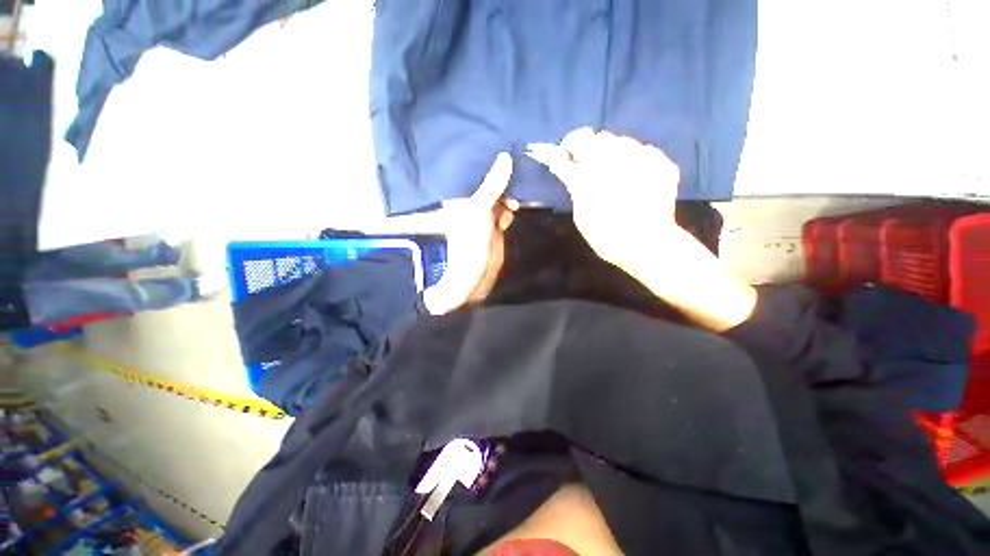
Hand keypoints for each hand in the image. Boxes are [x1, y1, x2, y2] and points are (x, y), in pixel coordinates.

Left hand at [423, 153, 518, 314]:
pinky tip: (514, 211)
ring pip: (499, 197)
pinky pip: (505, 211)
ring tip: (518, 196)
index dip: (489, 165)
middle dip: (504, 182)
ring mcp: (483, 216)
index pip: (475, 173)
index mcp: (460, 197)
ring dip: (509, 196)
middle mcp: (470, 204)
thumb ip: (493, 185)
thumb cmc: (469, 241)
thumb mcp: (479, 208)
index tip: (507, 156)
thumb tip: (505, 157)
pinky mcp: (494, 227)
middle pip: (489, 184)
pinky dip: (511, 210)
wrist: (473, 277)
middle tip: (518, 179)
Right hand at [526, 128, 679, 273]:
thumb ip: (575, 186)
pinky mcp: (661, 163)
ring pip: (620, 141)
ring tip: (616, 177)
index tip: (564, 158)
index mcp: (590, 171)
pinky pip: (644, 152)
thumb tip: (567, 167)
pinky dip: (636, 163)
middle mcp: (614, 157)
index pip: (573, 144)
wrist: (647, 245)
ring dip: (612, 154)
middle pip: (595, 137)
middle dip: (587, 149)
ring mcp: (641, 157)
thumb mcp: (581, 215)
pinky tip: (637, 182)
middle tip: (589, 168)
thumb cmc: (606, 235)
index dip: (565, 149)